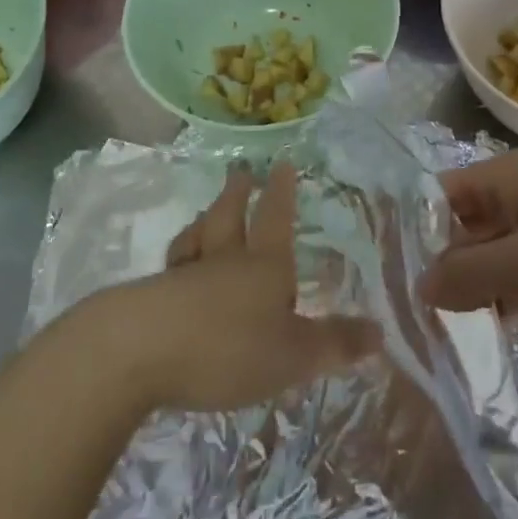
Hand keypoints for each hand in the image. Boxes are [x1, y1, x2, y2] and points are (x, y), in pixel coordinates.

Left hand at [89, 163, 377, 413]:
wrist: (137, 352)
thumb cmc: (227, 347)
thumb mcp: (293, 355)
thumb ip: (334, 344)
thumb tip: (379, 333)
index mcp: (263, 265)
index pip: (277, 219)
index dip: (283, 193)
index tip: (283, 163)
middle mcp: (223, 261)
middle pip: (230, 217)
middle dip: (238, 194)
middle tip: (240, 172)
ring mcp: (182, 276)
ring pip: (196, 237)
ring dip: (205, 221)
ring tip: (205, 213)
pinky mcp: (150, 300)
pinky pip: (170, 271)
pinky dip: (177, 264)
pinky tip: (172, 274)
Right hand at [416, 151, 517, 326]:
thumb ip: (466, 275)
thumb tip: (418, 286)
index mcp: (501, 177)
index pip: (435, 197)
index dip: (412, 235)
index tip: (392, 282)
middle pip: (463, 224)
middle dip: (444, 267)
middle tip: (419, 318)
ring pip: (495, 247)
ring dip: (477, 283)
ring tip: (453, 329)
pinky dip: (511, 288)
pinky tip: (502, 324)